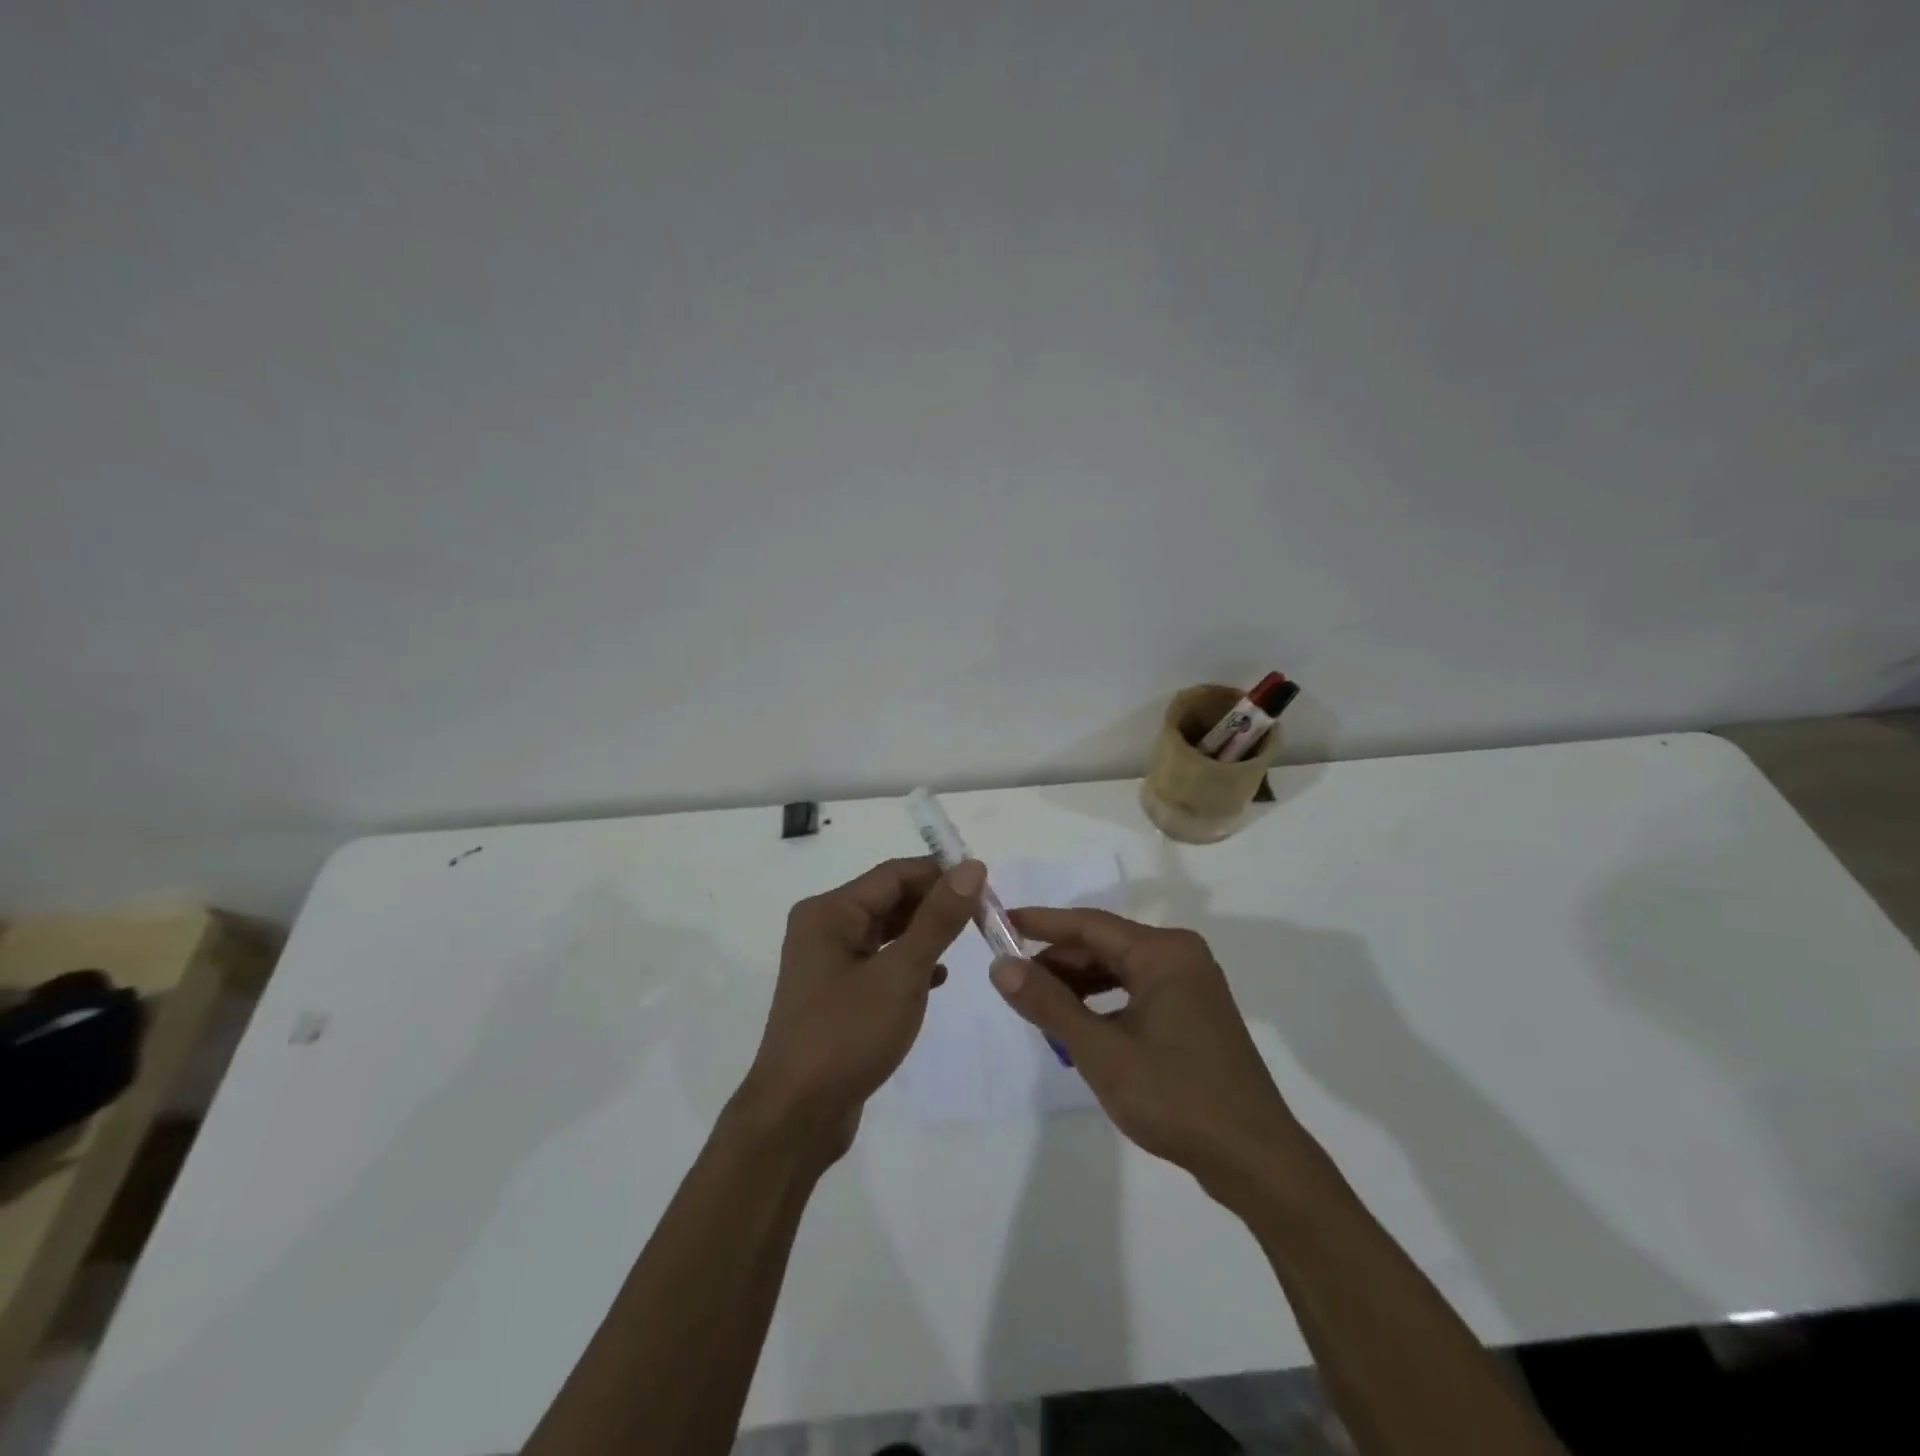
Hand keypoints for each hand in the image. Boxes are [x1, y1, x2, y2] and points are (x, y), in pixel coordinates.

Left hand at [738, 857, 982, 1162]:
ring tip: (968, 939)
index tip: (986, 885)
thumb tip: (971, 867)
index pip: (894, 874)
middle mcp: (824, 927)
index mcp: (830, 912)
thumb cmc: (846, 1036)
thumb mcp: (900, 974)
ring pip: (886, 931)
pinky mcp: (836, 993)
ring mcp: (827, 962)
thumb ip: (937, 919)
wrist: (796, 1117)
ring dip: (924, 933)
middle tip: (984, 915)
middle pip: (889, 899)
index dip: (941, 874)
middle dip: (935, 903)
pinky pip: (879, 961)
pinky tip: (938, 978)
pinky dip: (909, 962)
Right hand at [993, 908, 1303, 1197]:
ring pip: (1120, 971)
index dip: (1042, 924)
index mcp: (1163, 953)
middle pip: (1105, 946)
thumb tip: (1001, 966)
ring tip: (1040, 1008)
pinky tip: (1080, 1027)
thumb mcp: (1101, 1051)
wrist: (1254, 1160)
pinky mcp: (1194, 1014)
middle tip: (1014, 980)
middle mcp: (1180, 957)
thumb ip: (1049, 1004)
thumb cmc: (1175, 1096)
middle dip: (1058, 962)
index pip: (1089, 924)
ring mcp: (1191, 986)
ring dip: (1079, 986)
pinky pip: (1137, 993)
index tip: (1001, 923)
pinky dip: (1105, 1004)